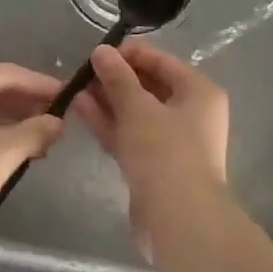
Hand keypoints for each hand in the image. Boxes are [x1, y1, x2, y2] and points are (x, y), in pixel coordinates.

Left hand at [0, 62, 63, 246]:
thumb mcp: (4, 153)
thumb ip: (35, 131)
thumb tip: (57, 121)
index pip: (11, 74)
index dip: (43, 85)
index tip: (69, 96)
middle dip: (26, 102)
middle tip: (57, 118)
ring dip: (9, 118)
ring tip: (38, 137)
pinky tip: (7, 149)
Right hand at [73, 41, 228, 259]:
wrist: (179, 221)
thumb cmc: (165, 152)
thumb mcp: (138, 108)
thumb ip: (118, 77)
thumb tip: (101, 51)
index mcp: (199, 92)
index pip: (162, 61)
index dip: (129, 54)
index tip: (97, 52)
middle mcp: (191, 113)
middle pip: (149, 87)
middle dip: (115, 78)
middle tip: (82, 71)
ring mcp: (173, 142)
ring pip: (136, 113)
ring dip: (107, 100)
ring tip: (73, 88)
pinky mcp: (155, 166)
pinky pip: (130, 135)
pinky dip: (109, 122)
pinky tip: (80, 109)